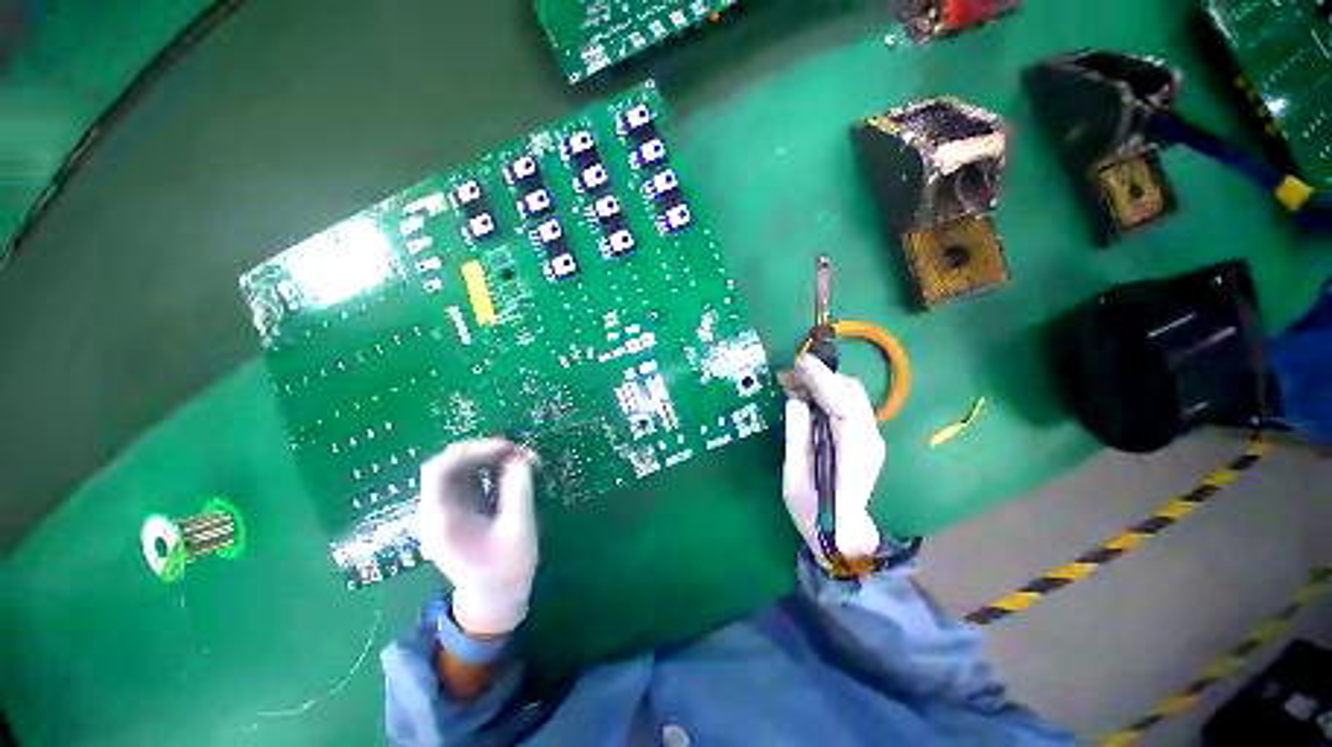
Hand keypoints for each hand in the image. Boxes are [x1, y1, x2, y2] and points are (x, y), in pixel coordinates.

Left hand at [415, 439, 538, 635]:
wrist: (495, 598)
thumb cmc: (507, 568)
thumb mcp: (519, 528)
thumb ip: (518, 489)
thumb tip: (520, 456)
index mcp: (441, 520)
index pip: (439, 470)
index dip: (472, 450)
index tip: (507, 447)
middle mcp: (436, 510)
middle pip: (448, 464)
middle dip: (484, 451)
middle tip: (519, 451)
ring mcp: (447, 508)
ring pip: (459, 467)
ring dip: (489, 457)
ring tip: (521, 457)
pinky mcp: (460, 507)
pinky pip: (470, 476)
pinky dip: (491, 466)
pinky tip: (513, 468)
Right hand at [783, 354, 883, 562]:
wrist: (844, 538)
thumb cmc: (815, 513)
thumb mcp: (796, 476)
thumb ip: (797, 435)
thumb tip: (796, 400)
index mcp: (855, 452)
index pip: (843, 404)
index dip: (822, 380)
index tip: (799, 362)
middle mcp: (870, 439)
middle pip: (851, 392)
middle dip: (821, 376)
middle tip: (789, 374)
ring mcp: (872, 438)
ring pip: (851, 395)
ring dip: (823, 383)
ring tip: (793, 382)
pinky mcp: (865, 438)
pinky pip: (848, 405)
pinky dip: (827, 393)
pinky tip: (807, 396)